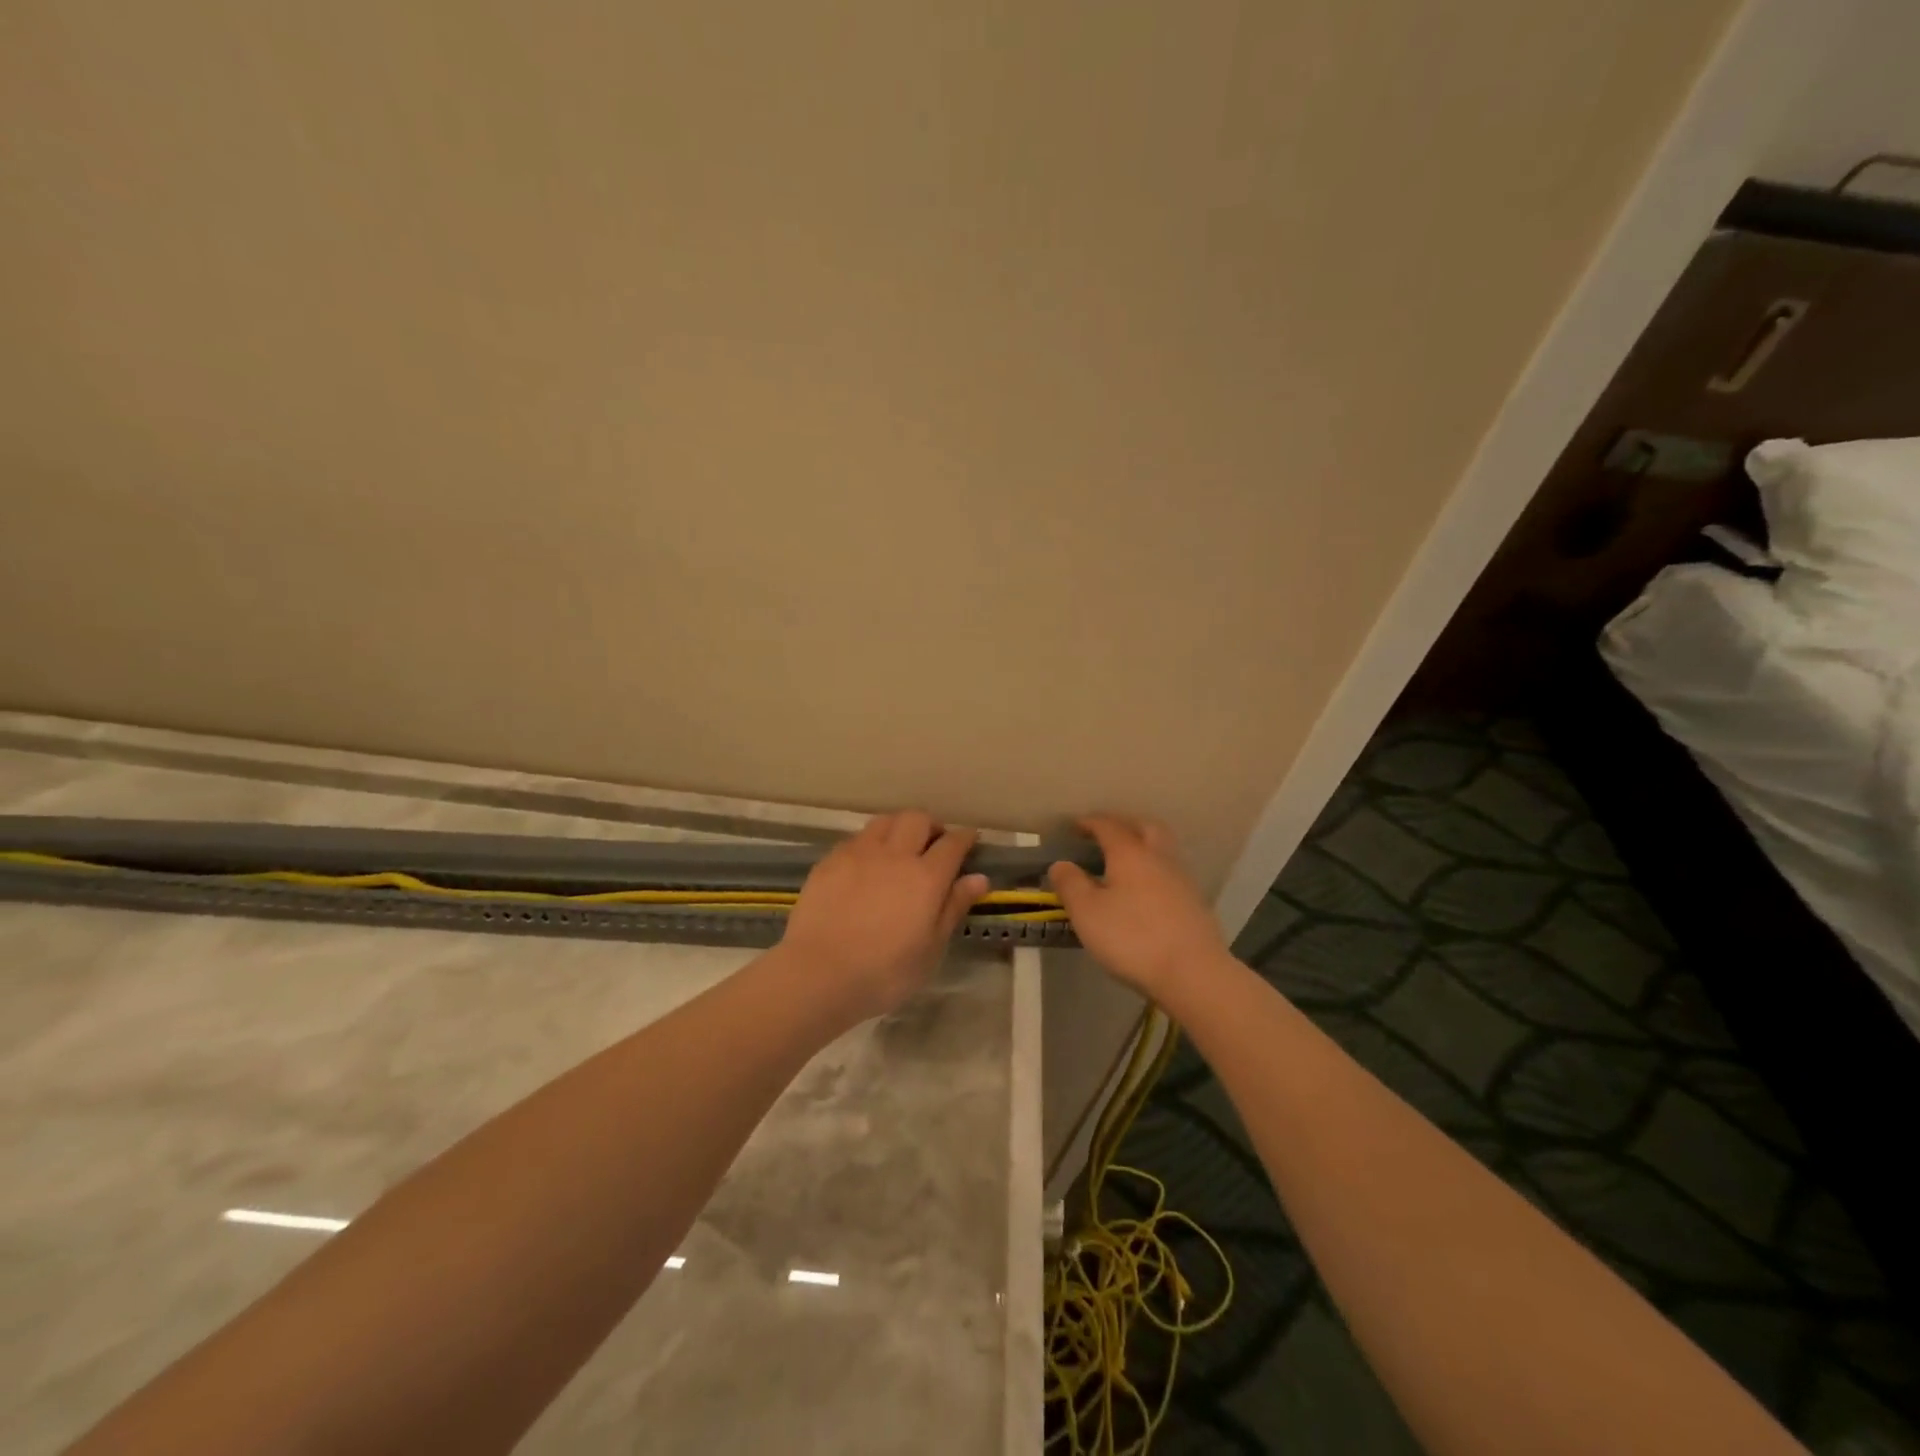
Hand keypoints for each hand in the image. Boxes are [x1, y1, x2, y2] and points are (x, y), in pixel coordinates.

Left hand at [779, 811, 988, 1023]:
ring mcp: (858, 854)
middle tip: (933, 843)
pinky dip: (869, 843)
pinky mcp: (829, 861)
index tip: (969, 839)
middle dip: (931, 825)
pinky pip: (856, 839)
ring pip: (884, 822)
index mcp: (926, 877)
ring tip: (898, 847)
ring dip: (898, 828)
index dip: (964, 837)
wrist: (818, 974)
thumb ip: (953, 907)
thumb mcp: (931, 948)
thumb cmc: (885, 972)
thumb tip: (979, 878)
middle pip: (917, 819)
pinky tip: (865, 864)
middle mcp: (895, 855)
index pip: (952, 844)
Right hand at [1048, 815, 1229, 1001]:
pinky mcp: (1195, 903)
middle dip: (1124, 825)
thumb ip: (1070, 884)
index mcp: (1130, 853)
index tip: (1075, 826)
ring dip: (1143, 846)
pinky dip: (1154, 871)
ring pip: (1162, 849)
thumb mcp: (1087, 912)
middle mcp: (1159, 858)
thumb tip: (1061, 864)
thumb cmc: (1132, 938)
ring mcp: (1182, 879)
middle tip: (1106, 834)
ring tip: (1124, 862)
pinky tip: (1145, 891)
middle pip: (1144, 827)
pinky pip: (1170, 873)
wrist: (1193, 972)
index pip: (1108, 826)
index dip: (1090, 823)